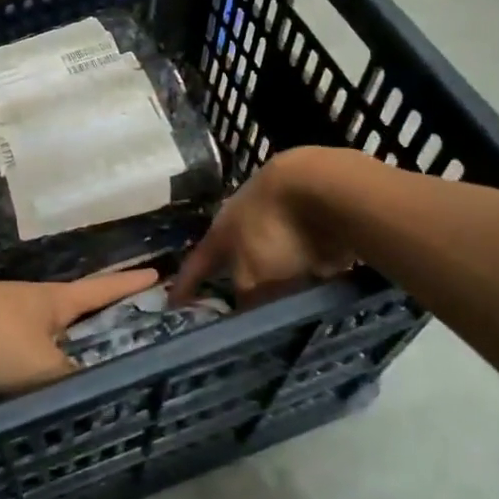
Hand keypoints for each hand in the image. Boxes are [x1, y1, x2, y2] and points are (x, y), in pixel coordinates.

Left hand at [0, 268, 160, 395]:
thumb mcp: (43, 366)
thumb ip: (71, 382)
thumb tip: (93, 395)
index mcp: (54, 301)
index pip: (102, 290)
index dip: (129, 285)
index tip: (155, 273)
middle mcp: (32, 306)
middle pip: (73, 314)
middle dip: (96, 324)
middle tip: (125, 337)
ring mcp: (4, 323)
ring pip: (43, 341)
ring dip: (62, 354)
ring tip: (84, 378)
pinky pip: (17, 363)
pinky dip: (32, 376)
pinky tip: (40, 398)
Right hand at [171, 148, 361, 306]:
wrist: (326, 186)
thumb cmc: (275, 231)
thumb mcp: (254, 277)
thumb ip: (246, 298)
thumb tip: (244, 311)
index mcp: (221, 231)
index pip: (196, 263)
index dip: (184, 285)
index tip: (172, 304)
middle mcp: (245, 220)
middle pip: (235, 253)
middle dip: (233, 274)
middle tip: (235, 303)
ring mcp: (280, 213)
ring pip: (272, 250)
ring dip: (274, 270)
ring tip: (281, 298)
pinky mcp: (315, 216)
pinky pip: (305, 248)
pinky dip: (306, 263)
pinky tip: (316, 280)